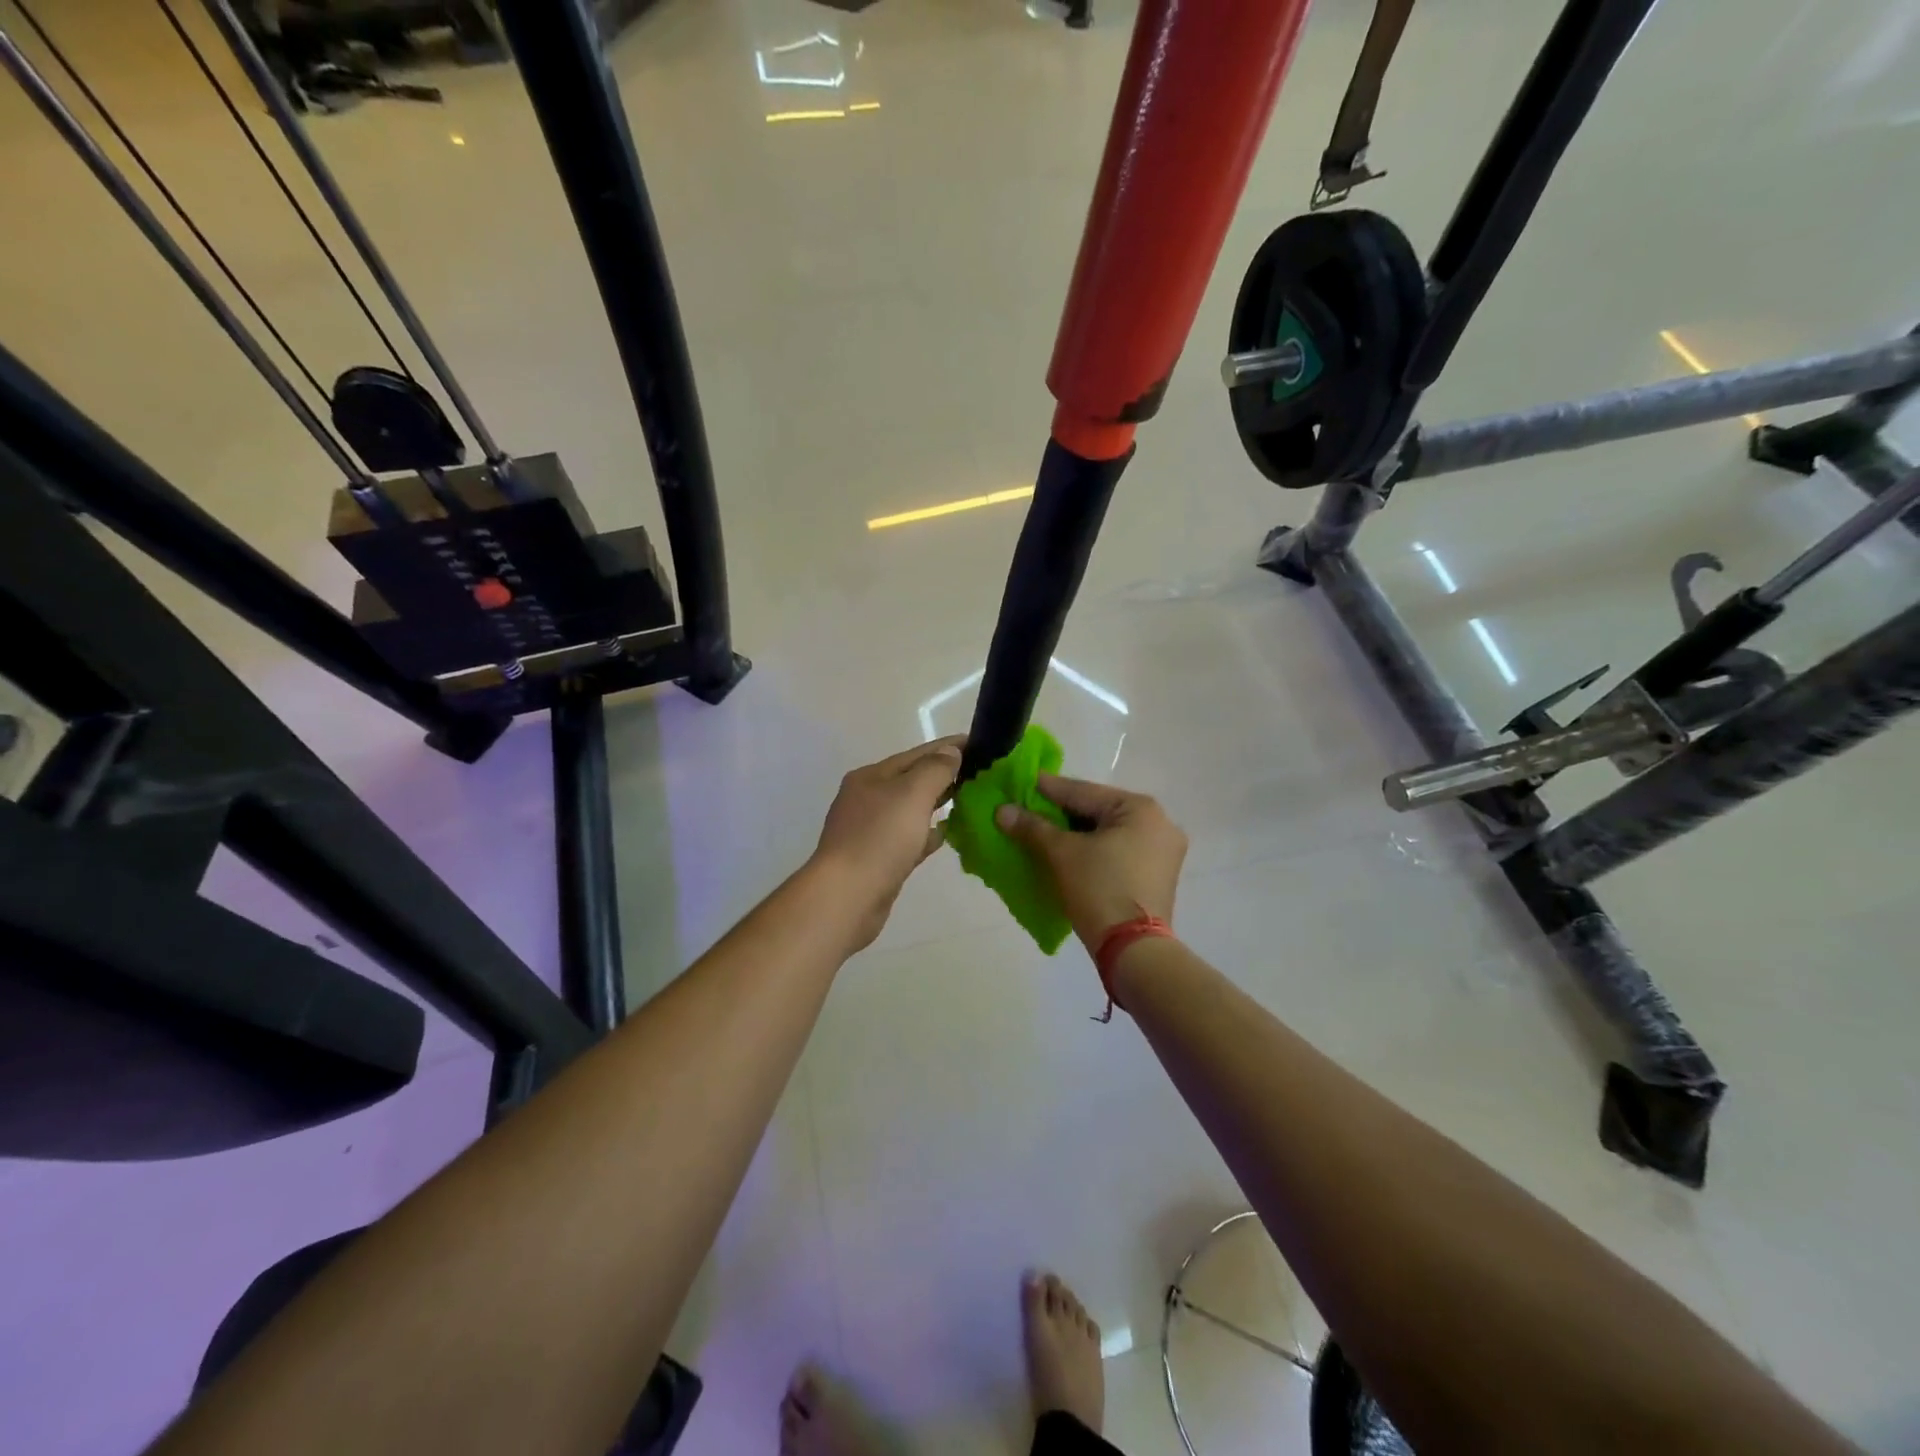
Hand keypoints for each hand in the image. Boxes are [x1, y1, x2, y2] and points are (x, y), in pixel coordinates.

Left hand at [811, 736, 964, 949]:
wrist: (847, 897)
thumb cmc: (879, 838)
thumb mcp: (911, 794)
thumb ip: (935, 769)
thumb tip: (951, 752)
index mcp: (871, 777)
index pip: (916, 754)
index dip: (948, 747)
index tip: (979, 743)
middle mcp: (868, 799)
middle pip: (912, 780)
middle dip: (944, 775)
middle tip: (981, 773)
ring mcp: (871, 831)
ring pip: (912, 810)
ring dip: (938, 803)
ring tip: (970, 800)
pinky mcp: (879, 859)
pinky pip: (910, 838)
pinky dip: (929, 833)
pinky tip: (948, 834)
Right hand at [995, 775, 1186, 952]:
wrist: (1134, 950)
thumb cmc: (1100, 889)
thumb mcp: (1062, 853)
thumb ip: (1032, 827)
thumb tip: (1002, 810)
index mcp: (1140, 808)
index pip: (1083, 792)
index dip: (1048, 789)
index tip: (1021, 782)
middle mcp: (1159, 823)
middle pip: (1098, 811)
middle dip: (1061, 813)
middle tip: (1028, 809)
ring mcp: (1163, 852)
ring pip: (1108, 833)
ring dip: (1077, 833)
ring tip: (1043, 832)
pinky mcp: (1157, 877)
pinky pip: (1118, 851)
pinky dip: (1093, 850)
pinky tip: (1068, 853)